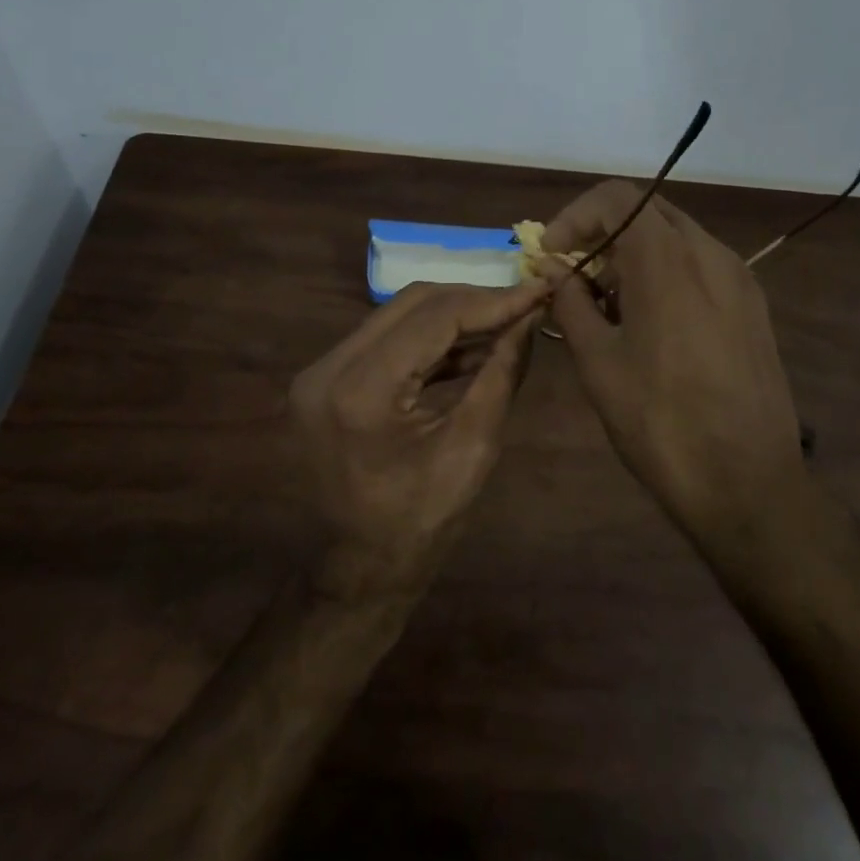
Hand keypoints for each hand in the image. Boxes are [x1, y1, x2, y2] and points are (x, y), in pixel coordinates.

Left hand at [289, 280, 548, 598]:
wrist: (359, 570)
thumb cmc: (421, 524)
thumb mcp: (474, 448)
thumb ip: (502, 373)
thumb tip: (529, 317)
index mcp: (361, 391)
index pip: (436, 317)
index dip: (493, 301)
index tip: (538, 290)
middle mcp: (329, 368)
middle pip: (413, 304)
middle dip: (474, 300)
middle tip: (524, 305)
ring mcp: (321, 371)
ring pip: (399, 315)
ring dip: (454, 316)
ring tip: (506, 324)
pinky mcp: (327, 378)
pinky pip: (387, 339)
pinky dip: (431, 338)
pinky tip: (472, 346)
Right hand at [542, 182, 804, 541]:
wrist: (748, 483)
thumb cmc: (660, 423)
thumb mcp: (599, 363)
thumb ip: (571, 302)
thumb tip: (551, 268)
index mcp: (668, 260)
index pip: (616, 197)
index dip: (575, 216)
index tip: (552, 254)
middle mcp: (710, 253)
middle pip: (647, 212)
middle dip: (602, 233)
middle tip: (573, 274)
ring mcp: (739, 278)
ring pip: (676, 238)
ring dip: (633, 253)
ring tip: (607, 303)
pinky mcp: (753, 306)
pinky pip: (701, 266)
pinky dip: (665, 272)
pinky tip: (649, 320)